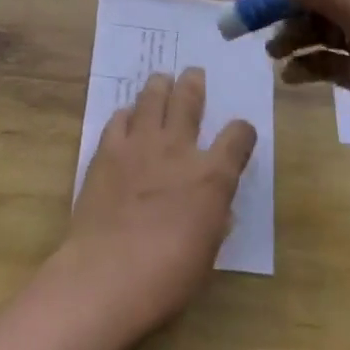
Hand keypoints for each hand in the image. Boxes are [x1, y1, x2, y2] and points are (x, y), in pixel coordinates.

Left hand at [62, 68, 257, 338]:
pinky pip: (119, 119)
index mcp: (212, 176)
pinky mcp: (107, 151)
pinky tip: (127, 116)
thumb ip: (213, 219)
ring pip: (152, 98)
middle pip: (189, 100)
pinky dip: (126, 114)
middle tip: (193, 73)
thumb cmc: (167, 276)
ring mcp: (139, 145)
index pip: (237, 137)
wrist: (107, 274)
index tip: (241, 133)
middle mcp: (178, 149)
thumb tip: (215, 206)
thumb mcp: (207, 253)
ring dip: (159, 86)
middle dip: (193, 84)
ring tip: (161, 80)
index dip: (242, 131)